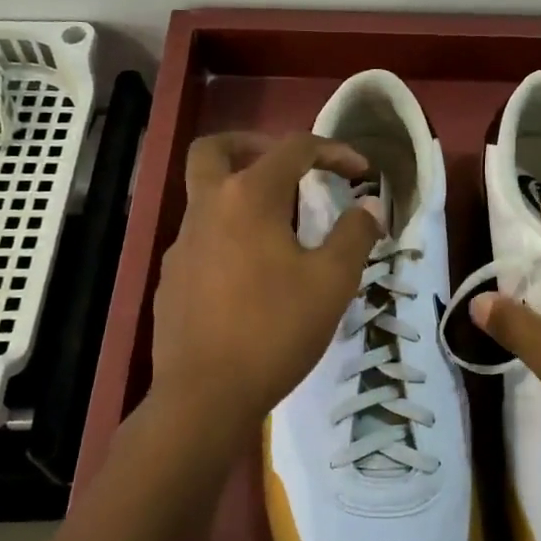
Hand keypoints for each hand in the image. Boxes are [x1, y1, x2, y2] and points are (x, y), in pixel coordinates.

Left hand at [147, 132, 382, 448]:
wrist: (206, 396)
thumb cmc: (275, 330)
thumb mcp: (332, 282)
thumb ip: (354, 235)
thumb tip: (369, 207)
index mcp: (248, 198)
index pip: (293, 149)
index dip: (333, 151)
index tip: (361, 172)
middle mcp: (207, 209)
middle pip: (217, 149)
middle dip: (254, 145)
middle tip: (289, 168)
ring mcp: (181, 244)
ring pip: (206, 195)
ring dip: (242, 194)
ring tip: (282, 228)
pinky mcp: (172, 279)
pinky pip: (201, 237)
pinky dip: (229, 234)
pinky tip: (252, 274)